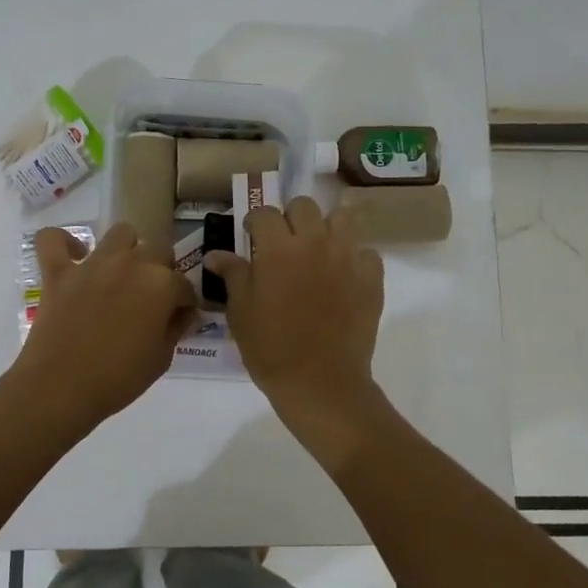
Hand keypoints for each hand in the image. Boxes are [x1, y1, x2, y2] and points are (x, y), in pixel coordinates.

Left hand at [10, 222, 197, 429]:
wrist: (61, 388)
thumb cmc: (118, 379)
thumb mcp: (161, 359)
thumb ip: (175, 328)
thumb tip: (183, 314)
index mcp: (162, 285)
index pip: (184, 284)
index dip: (183, 302)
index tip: (178, 317)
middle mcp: (131, 263)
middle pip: (157, 249)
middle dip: (160, 270)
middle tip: (150, 297)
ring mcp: (93, 264)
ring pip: (120, 233)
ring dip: (126, 249)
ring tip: (121, 274)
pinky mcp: (58, 271)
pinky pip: (53, 239)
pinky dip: (62, 242)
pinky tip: (71, 257)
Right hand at [203, 196, 384, 432]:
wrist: (320, 381)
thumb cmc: (271, 348)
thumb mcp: (241, 312)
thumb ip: (233, 275)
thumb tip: (216, 254)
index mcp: (278, 248)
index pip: (265, 213)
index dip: (255, 221)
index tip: (251, 235)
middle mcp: (315, 242)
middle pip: (305, 206)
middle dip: (291, 217)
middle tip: (284, 242)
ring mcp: (347, 257)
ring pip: (342, 218)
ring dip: (327, 227)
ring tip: (318, 248)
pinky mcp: (371, 278)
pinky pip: (366, 252)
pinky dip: (354, 257)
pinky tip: (343, 275)